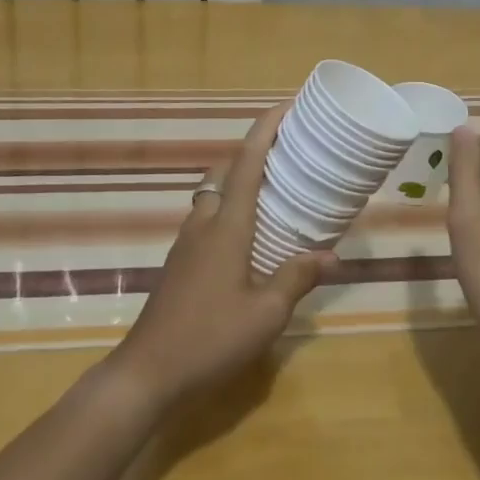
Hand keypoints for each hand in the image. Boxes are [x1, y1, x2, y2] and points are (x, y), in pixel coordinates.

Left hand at [105, 104, 331, 409]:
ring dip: (238, 180)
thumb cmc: (210, 338)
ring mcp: (186, 242)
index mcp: (227, 225)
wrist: (147, 372)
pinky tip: (247, 236)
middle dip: (252, 151)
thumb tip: (331, 254)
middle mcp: (204, 223)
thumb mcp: (266, 314)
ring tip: (272, 189)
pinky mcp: (179, 263)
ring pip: (212, 194)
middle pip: (225, 170)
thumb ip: (297, 278)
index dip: (265, 130)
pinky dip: (228, 208)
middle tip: (285, 151)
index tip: (285, 107)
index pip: (247, 163)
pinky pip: (207, 217)